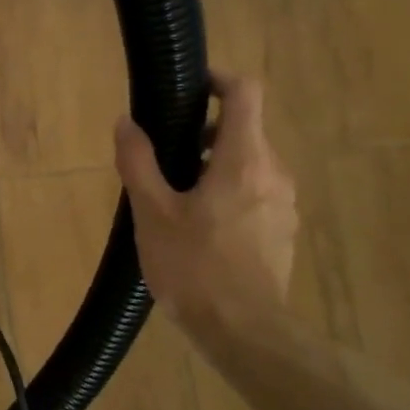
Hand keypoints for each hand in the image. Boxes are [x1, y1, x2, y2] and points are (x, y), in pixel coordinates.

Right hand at [114, 72, 297, 331]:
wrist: (243, 331)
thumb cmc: (194, 266)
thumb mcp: (152, 213)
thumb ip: (139, 162)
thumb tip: (125, 123)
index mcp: (244, 160)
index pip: (245, 93)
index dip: (219, 79)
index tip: (190, 86)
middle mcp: (274, 172)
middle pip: (245, 130)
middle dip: (205, 132)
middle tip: (166, 158)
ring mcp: (285, 204)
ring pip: (250, 165)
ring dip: (216, 166)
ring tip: (177, 198)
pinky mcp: (284, 231)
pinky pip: (256, 194)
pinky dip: (229, 193)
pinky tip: (200, 229)